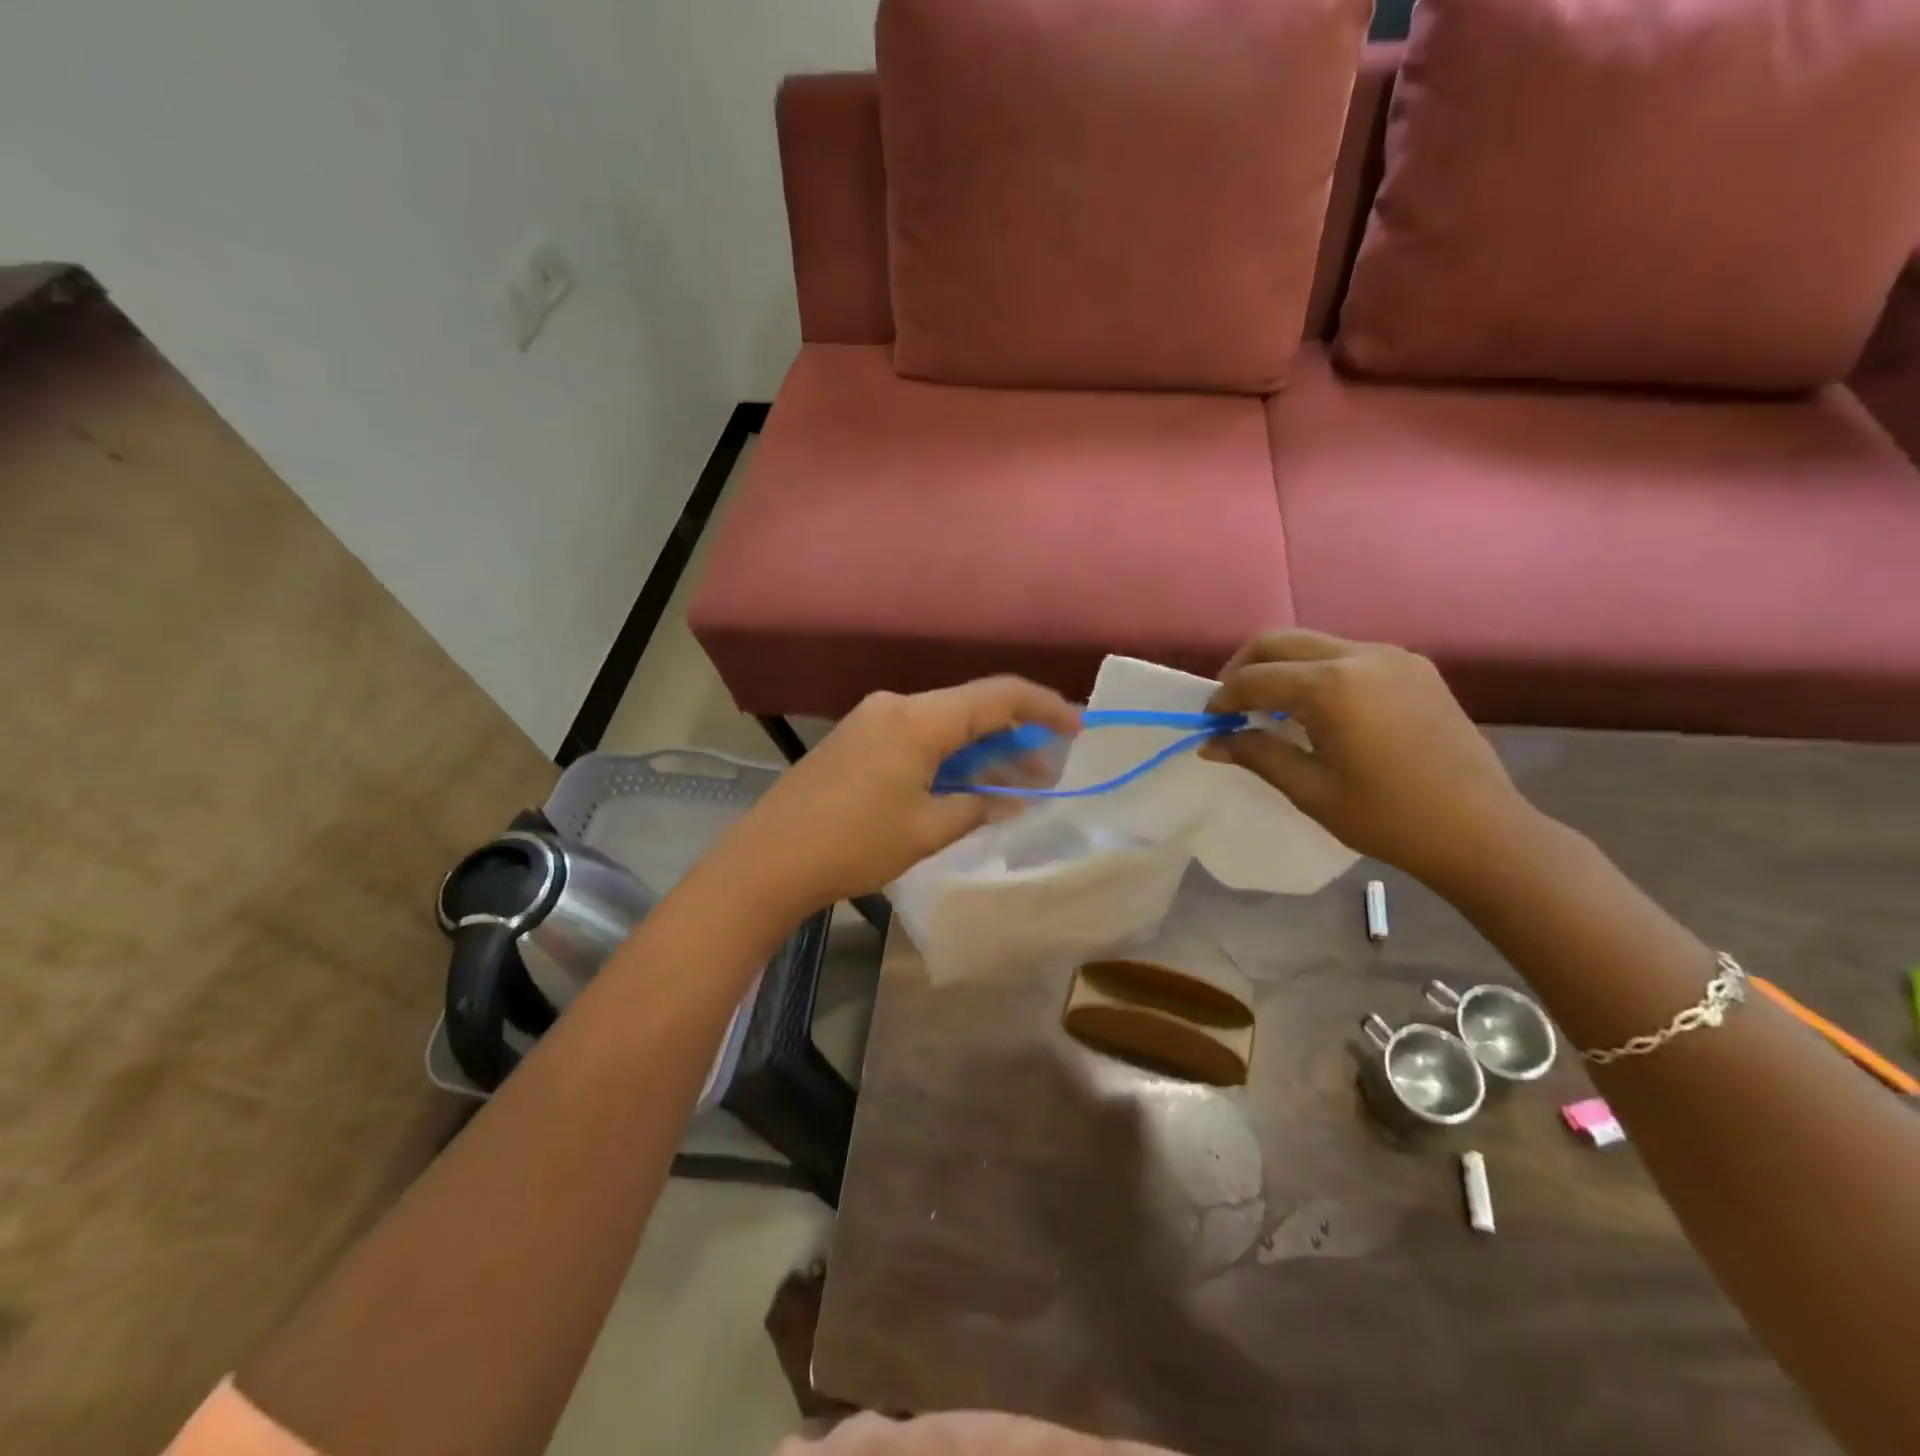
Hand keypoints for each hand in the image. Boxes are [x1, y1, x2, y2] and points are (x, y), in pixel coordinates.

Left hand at [720, 679, 1081, 916]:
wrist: (767, 860)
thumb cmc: (853, 844)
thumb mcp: (927, 830)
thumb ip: (978, 807)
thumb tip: (1016, 800)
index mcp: (918, 719)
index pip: (997, 696)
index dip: (1044, 707)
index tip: (1077, 727)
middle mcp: (895, 706)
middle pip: (970, 706)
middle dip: (1014, 734)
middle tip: (1048, 767)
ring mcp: (871, 719)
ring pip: (944, 722)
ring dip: (980, 748)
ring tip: (1015, 782)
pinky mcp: (856, 738)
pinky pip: (917, 735)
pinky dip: (948, 754)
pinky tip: (965, 782)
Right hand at [1202, 630, 1540, 892]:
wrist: (1482, 832)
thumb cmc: (1388, 818)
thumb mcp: (1311, 790)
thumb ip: (1257, 754)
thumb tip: (1212, 742)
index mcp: (1333, 686)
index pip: (1256, 678)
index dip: (1223, 698)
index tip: (1210, 724)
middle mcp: (1362, 655)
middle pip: (1280, 641)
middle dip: (1245, 668)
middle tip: (1231, 706)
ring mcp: (1393, 657)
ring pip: (1314, 643)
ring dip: (1282, 668)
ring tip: (1270, 710)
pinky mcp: (1415, 667)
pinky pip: (1348, 655)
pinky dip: (1317, 672)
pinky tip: (1317, 710)